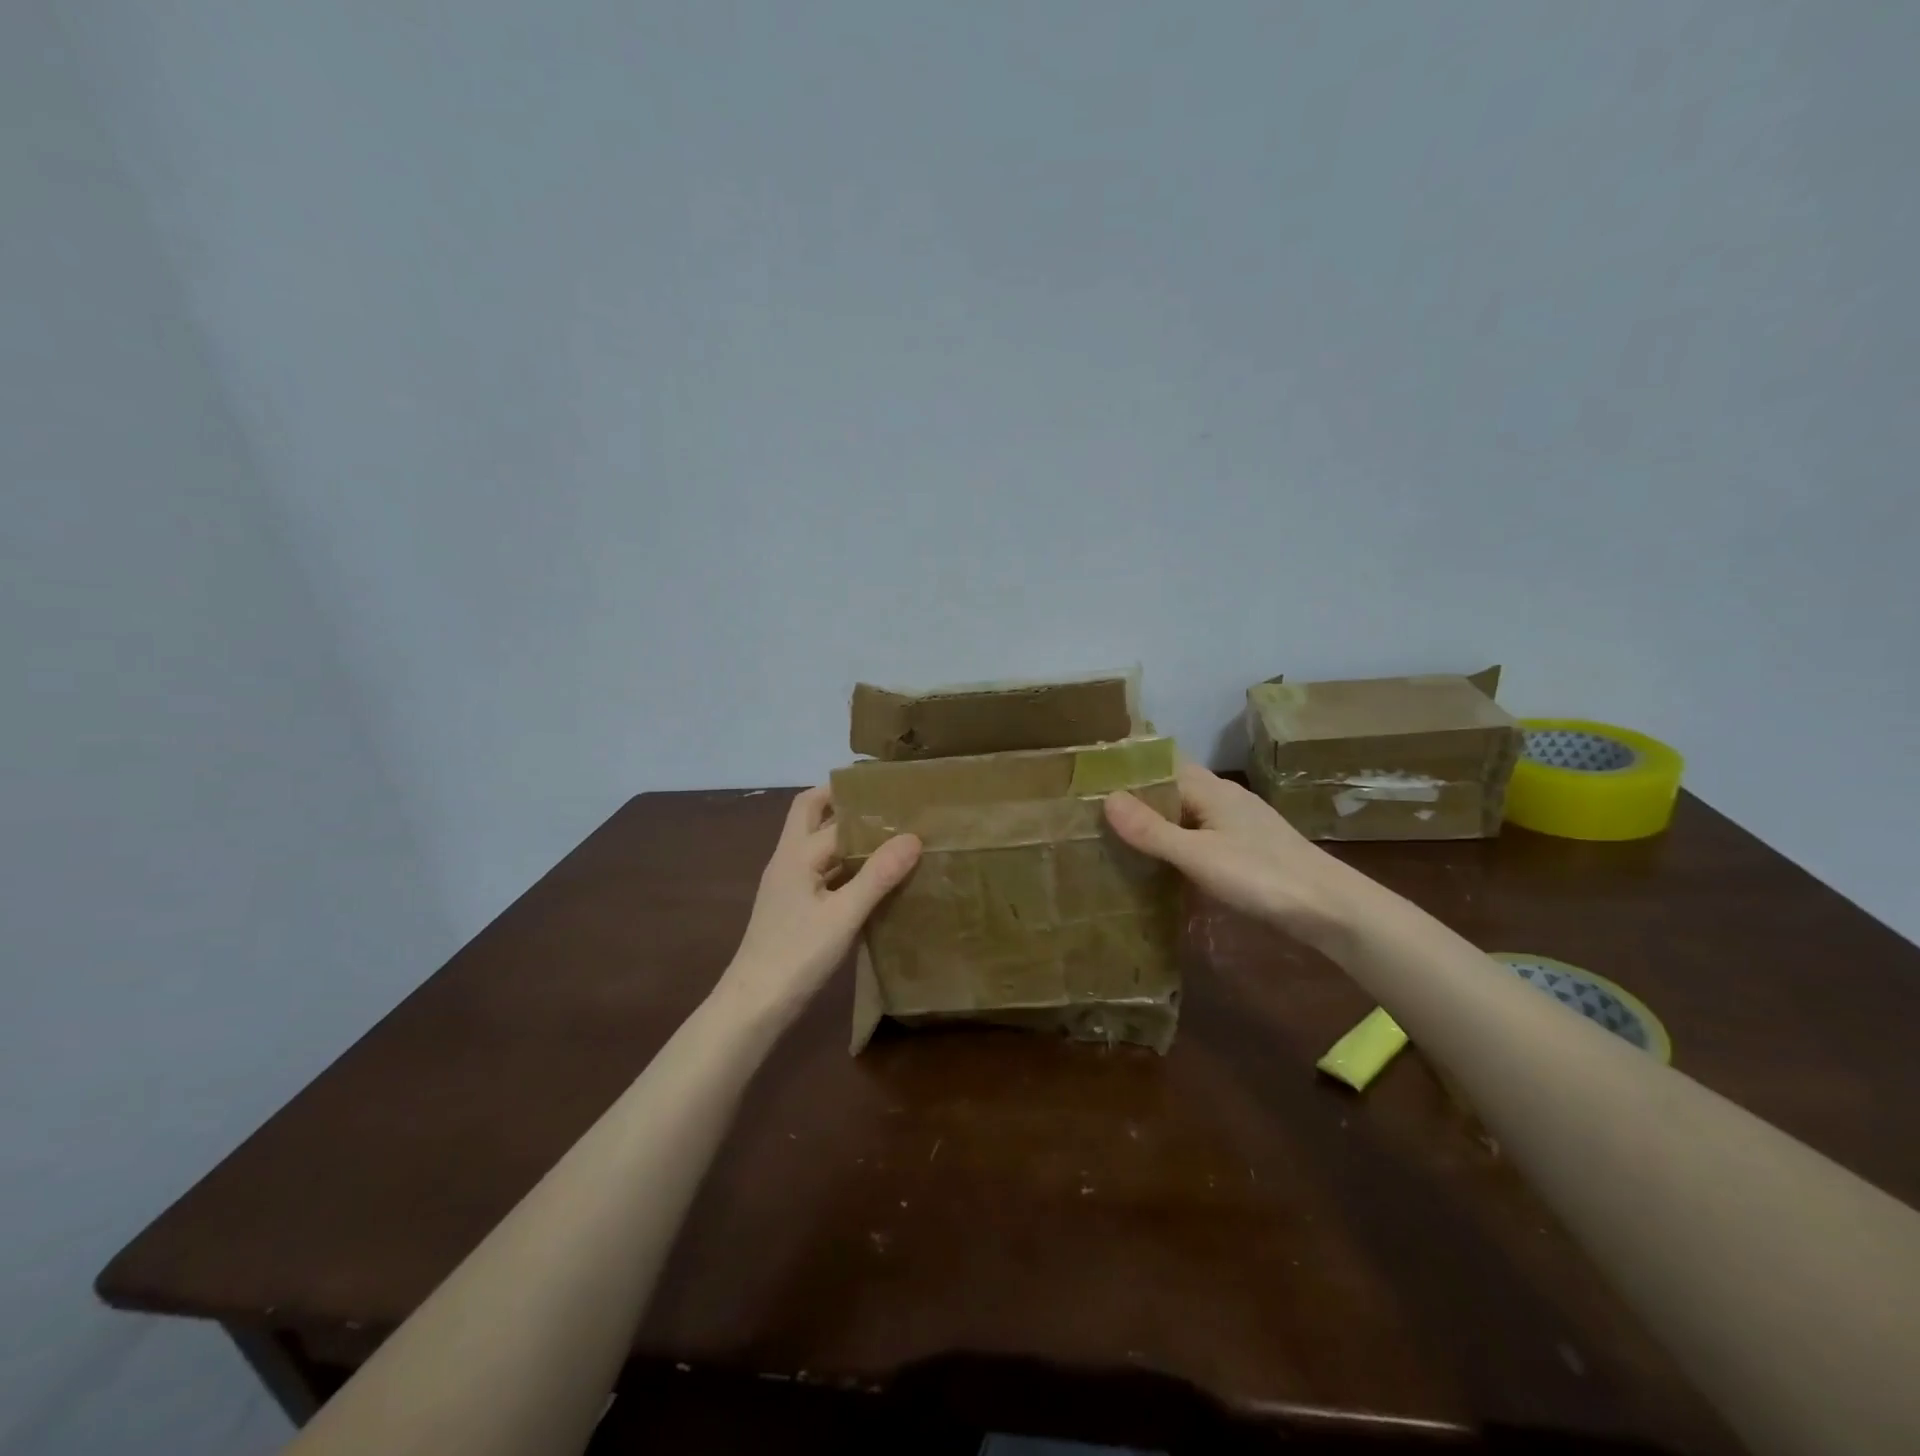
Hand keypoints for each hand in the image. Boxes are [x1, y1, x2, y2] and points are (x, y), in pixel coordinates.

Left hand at [713, 786, 920, 1020]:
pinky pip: (821, 871)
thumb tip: (913, 837)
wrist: (754, 1006)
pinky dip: (844, 865)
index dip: (865, 804)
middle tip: (885, 805)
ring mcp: (788, 883)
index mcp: (797, 854)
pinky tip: (871, 879)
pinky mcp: (793, 906)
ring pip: (816, 844)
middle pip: (811, 814)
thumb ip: (878, 875)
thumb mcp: (844, 915)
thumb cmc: (797, 955)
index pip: (833, 813)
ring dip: (846, 835)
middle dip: (843, 804)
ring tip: (889, 837)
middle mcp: (788, 860)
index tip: (900, 797)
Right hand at [1104, 761, 1361, 944]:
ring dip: (1159, 821)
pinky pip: (1202, 835)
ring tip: (1119, 837)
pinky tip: (1164, 864)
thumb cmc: (1261, 875)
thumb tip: (1107, 798)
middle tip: (1095, 811)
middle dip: (1139, 797)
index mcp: (1211, 790)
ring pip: (1188, 813)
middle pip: (1174, 788)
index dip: (1130, 768)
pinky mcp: (1249, 849)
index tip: (1093, 778)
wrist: (1331, 909)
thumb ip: (1152, 830)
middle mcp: (1225, 799)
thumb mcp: (1198, 855)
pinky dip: (1179, 842)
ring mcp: (1240, 824)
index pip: (1162, 764)